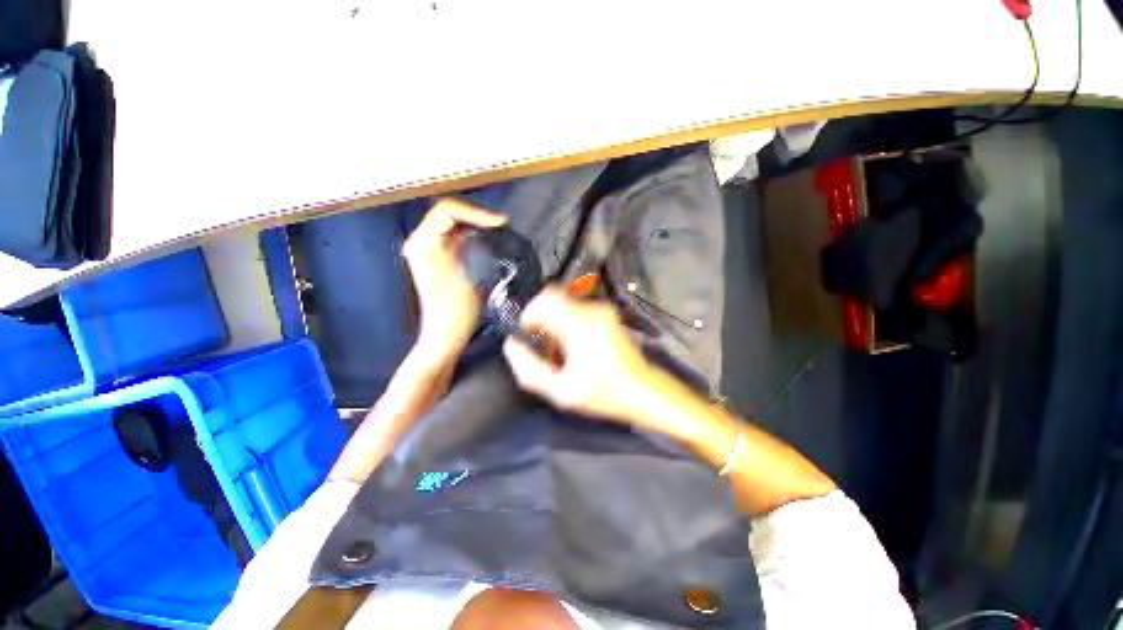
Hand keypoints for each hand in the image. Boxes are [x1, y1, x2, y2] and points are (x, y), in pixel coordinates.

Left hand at [403, 199, 505, 364]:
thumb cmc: (458, 308)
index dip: (477, 213)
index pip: (449, 210)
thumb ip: (475, 244)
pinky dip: (467, 234)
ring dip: (472, 224)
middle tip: (500, 225)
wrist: (445, 332)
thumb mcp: (471, 272)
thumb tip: (490, 228)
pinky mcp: (431, 258)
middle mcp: (419, 242)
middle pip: (447, 214)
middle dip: (475, 216)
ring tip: (496, 230)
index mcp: (425, 243)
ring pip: (448, 223)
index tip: (500, 224)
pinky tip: (483, 240)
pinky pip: (448, 236)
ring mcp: (423, 250)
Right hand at [502, 286, 659, 426]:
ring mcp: (601, 310)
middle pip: (551, 300)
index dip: (528, 316)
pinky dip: (566, 325)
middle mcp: (592, 310)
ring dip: (554, 325)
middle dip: (540, 321)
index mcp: (581, 324)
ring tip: (561, 353)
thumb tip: (512, 346)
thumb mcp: (561, 391)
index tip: (528, 336)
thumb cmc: (606, 393)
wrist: (642, 390)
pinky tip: (573, 348)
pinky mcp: (606, 314)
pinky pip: (575, 311)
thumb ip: (529, 369)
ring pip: (562, 305)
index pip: (543, 300)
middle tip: (543, 348)